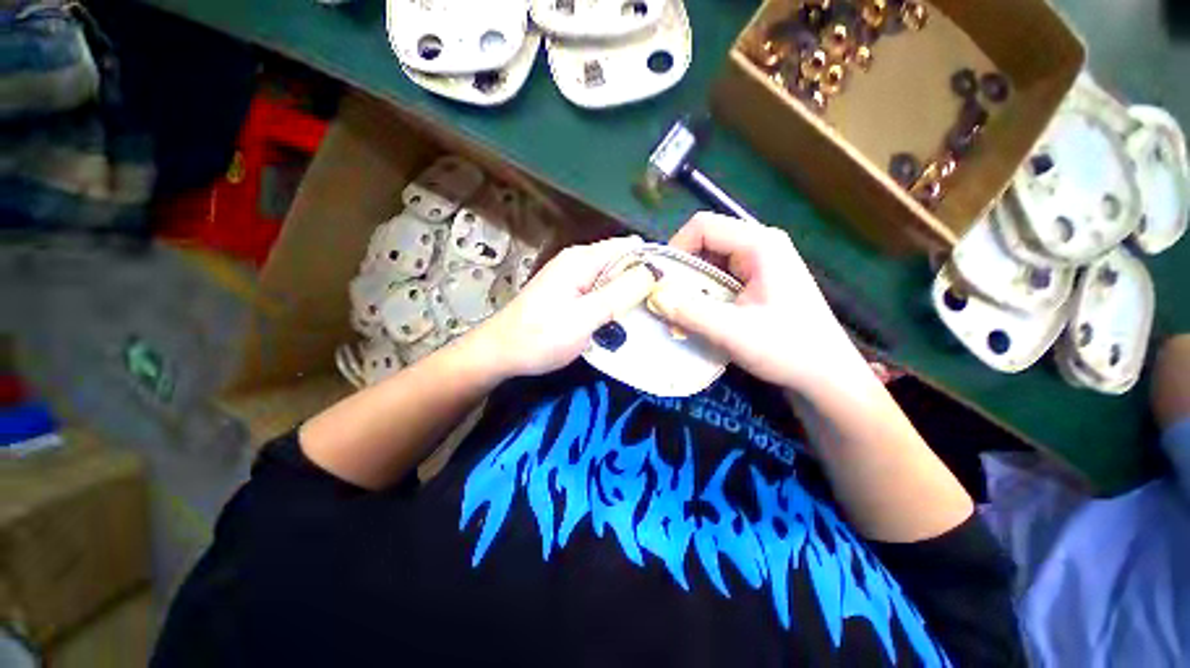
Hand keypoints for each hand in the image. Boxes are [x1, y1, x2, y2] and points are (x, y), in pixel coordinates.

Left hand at [468, 235, 655, 378]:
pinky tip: (622, 319)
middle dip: (642, 281)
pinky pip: (600, 291)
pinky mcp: (568, 293)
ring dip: (628, 294)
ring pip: (612, 278)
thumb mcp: (584, 318)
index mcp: (582, 260)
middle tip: (662, 307)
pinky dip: (613, 302)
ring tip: (648, 315)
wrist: (500, 352)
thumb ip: (619, 293)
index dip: (652, 263)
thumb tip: (654, 271)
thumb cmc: (540, 337)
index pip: (629, 247)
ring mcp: (571, 277)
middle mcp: (578, 261)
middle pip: (621, 262)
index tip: (672, 287)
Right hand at [648, 213, 870, 393]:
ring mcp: (761, 261)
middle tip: (669, 299)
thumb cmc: (788, 349)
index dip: (675, 249)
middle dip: (682, 269)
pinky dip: (704, 291)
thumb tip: (653, 296)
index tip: (662, 281)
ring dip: (692, 282)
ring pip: (711, 259)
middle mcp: (760, 244)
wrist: (826, 375)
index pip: (703, 226)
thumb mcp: (733, 332)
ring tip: (683, 309)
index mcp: (759, 245)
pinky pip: (720, 274)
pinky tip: (702, 313)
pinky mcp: (759, 278)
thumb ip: (690, 312)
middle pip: (706, 240)